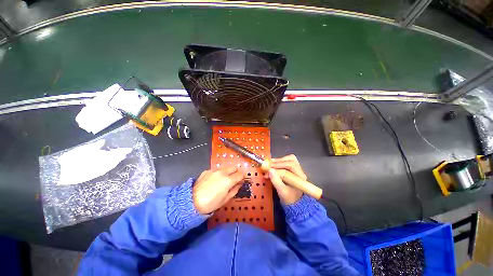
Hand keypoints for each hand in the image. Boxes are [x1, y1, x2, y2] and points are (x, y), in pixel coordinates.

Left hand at [193, 167, 243, 213]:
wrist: (191, 201)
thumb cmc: (210, 203)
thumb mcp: (225, 200)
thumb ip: (234, 190)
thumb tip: (239, 184)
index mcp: (228, 180)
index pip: (240, 174)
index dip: (242, 177)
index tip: (241, 181)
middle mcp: (222, 172)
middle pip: (234, 167)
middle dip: (236, 172)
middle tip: (234, 179)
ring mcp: (214, 170)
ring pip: (225, 168)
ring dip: (227, 172)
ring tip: (223, 181)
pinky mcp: (207, 171)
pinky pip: (216, 170)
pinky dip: (218, 174)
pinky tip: (213, 181)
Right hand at [265, 154, 305, 204]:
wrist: (294, 204)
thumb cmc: (289, 199)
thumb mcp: (281, 192)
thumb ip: (276, 181)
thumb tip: (269, 170)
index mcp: (300, 177)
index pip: (290, 165)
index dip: (279, 165)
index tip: (269, 166)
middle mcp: (300, 171)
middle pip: (291, 160)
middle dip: (278, 161)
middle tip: (269, 164)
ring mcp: (297, 170)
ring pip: (289, 159)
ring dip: (278, 161)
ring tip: (270, 165)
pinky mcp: (292, 170)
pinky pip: (286, 162)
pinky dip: (279, 162)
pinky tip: (273, 166)